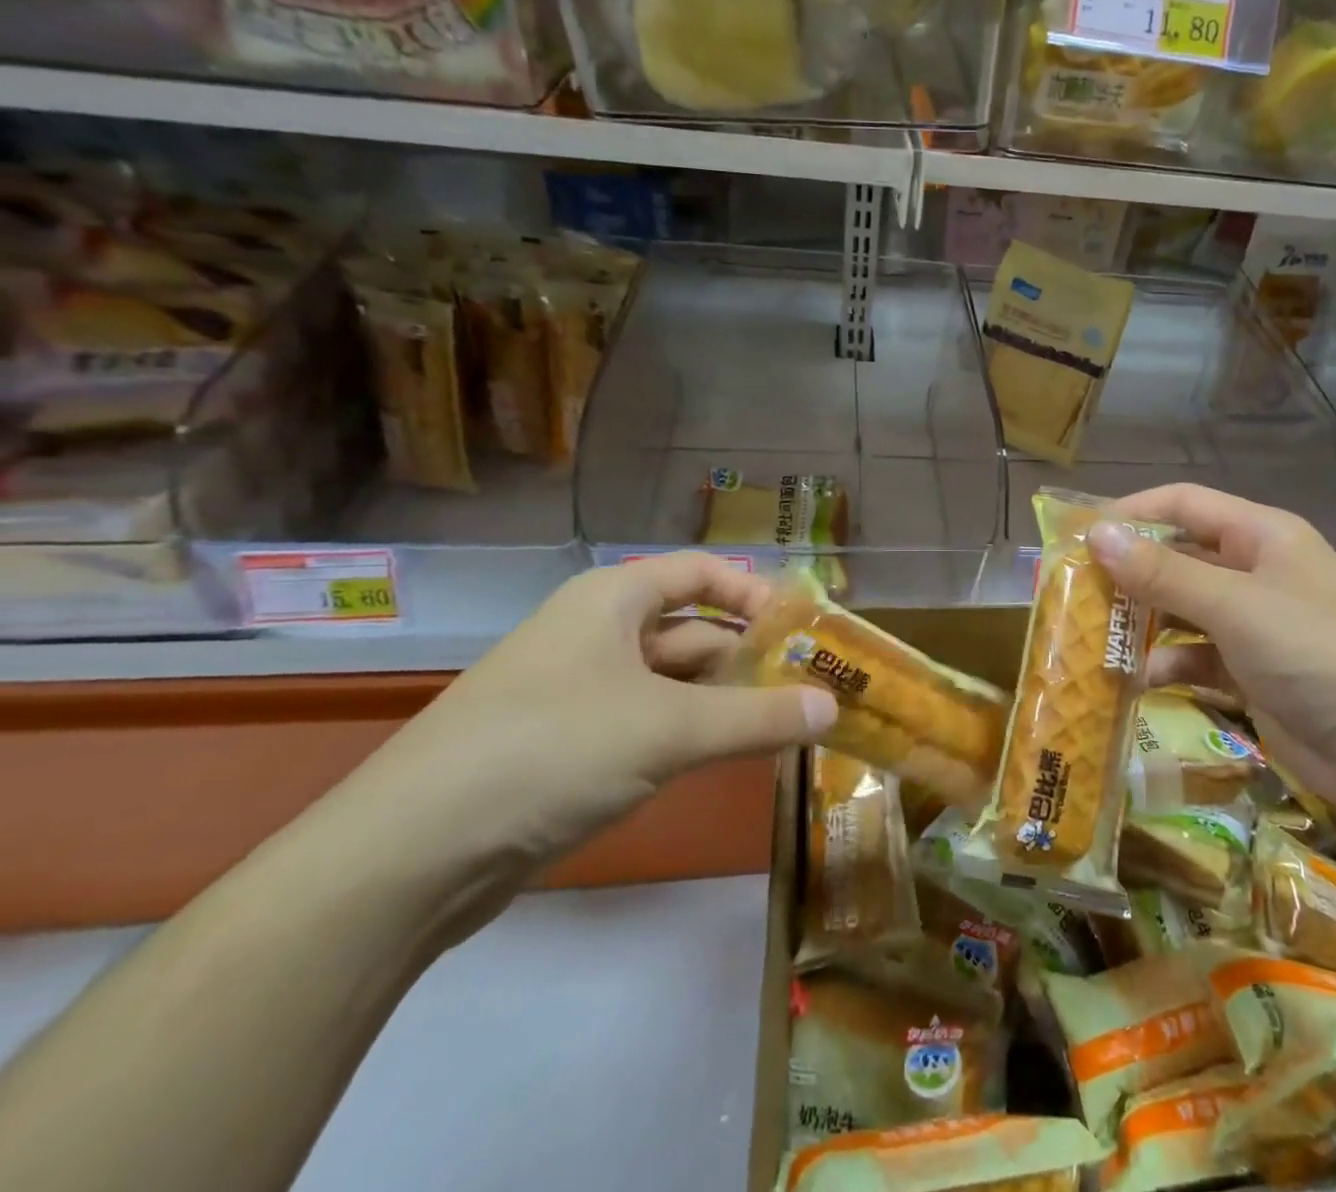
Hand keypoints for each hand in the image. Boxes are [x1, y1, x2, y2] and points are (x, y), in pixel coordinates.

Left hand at [345, 554, 837, 866]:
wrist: (410, 855)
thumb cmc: (552, 751)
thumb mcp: (669, 730)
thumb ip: (758, 718)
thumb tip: (833, 709)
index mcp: (612, 600)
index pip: (700, 573)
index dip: (754, 592)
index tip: (803, 628)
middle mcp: (595, 633)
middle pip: (690, 629)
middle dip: (747, 657)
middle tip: (808, 688)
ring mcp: (577, 691)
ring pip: (670, 682)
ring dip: (723, 701)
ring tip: (782, 726)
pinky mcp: (566, 745)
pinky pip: (645, 723)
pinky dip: (688, 734)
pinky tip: (723, 758)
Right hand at [1088, 484, 1335, 817]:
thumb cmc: (1316, 655)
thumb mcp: (1234, 606)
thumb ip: (1162, 572)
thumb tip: (1096, 534)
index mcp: (1262, 536)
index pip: (1184, 504)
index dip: (1132, 512)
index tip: (1080, 533)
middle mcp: (1256, 571)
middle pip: (1179, 556)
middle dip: (1130, 571)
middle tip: (1074, 588)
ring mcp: (1254, 623)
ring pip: (1182, 607)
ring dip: (1143, 620)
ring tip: (1093, 634)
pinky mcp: (1251, 671)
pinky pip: (1196, 655)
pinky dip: (1168, 663)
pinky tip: (1139, 678)